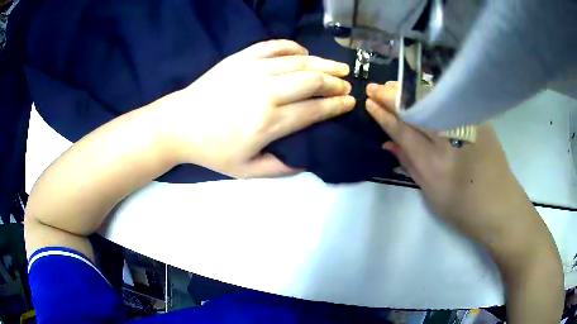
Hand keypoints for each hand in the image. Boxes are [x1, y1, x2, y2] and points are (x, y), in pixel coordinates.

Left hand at [159, 40, 354, 178]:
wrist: (179, 125)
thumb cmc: (212, 150)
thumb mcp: (246, 171)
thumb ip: (280, 167)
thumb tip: (307, 160)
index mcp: (269, 123)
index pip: (314, 110)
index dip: (337, 105)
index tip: (350, 102)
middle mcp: (266, 92)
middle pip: (312, 81)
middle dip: (335, 83)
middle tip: (347, 85)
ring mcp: (253, 70)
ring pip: (298, 62)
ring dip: (324, 63)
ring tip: (340, 67)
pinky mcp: (241, 58)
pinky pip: (274, 46)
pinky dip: (294, 47)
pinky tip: (304, 53)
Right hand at [365, 81, 531, 241]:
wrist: (500, 205)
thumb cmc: (464, 209)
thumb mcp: (432, 194)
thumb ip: (410, 165)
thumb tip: (388, 145)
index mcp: (435, 164)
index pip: (403, 131)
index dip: (384, 116)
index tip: (370, 103)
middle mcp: (450, 139)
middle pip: (416, 110)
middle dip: (392, 97)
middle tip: (375, 88)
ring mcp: (467, 125)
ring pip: (432, 100)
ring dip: (409, 92)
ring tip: (393, 87)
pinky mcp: (479, 119)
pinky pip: (450, 101)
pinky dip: (432, 94)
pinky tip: (421, 91)